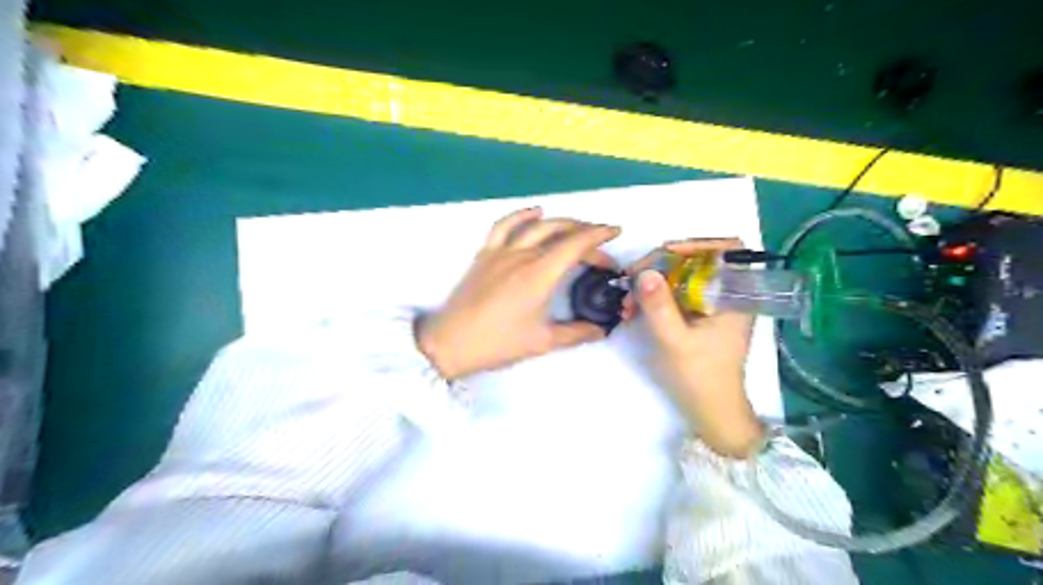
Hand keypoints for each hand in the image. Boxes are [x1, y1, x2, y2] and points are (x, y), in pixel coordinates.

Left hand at [418, 208, 620, 379]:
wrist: (451, 343)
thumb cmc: (498, 343)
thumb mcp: (542, 341)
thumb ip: (576, 333)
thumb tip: (601, 330)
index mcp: (539, 274)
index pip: (576, 244)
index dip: (599, 235)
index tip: (615, 231)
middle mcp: (522, 255)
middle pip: (560, 233)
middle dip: (586, 235)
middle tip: (600, 250)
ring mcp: (501, 252)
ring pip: (536, 225)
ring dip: (561, 222)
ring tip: (577, 228)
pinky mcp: (485, 254)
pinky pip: (505, 225)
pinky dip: (523, 215)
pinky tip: (536, 212)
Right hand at [623, 237, 762, 455]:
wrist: (710, 411)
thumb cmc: (700, 377)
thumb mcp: (675, 341)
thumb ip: (659, 307)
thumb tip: (643, 272)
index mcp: (735, 296)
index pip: (729, 250)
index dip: (699, 244)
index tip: (666, 253)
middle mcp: (726, 294)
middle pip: (695, 261)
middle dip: (660, 267)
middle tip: (632, 281)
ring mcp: (711, 305)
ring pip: (681, 277)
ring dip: (652, 283)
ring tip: (627, 302)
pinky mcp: (698, 316)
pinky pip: (675, 294)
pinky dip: (654, 297)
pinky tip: (633, 310)